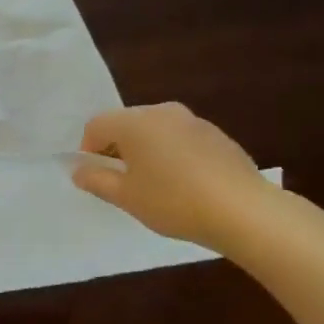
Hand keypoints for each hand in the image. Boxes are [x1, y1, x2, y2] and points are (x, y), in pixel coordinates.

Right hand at [71, 103, 273, 250]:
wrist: (244, 211)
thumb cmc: (173, 201)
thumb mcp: (125, 196)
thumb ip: (96, 180)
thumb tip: (79, 170)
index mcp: (135, 121)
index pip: (96, 126)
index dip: (88, 152)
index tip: (97, 178)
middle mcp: (163, 111)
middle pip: (125, 124)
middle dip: (116, 150)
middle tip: (122, 183)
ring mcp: (193, 121)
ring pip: (154, 131)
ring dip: (145, 152)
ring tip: (154, 186)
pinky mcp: (217, 136)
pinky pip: (180, 140)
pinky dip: (172, 155)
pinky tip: (184, 185)